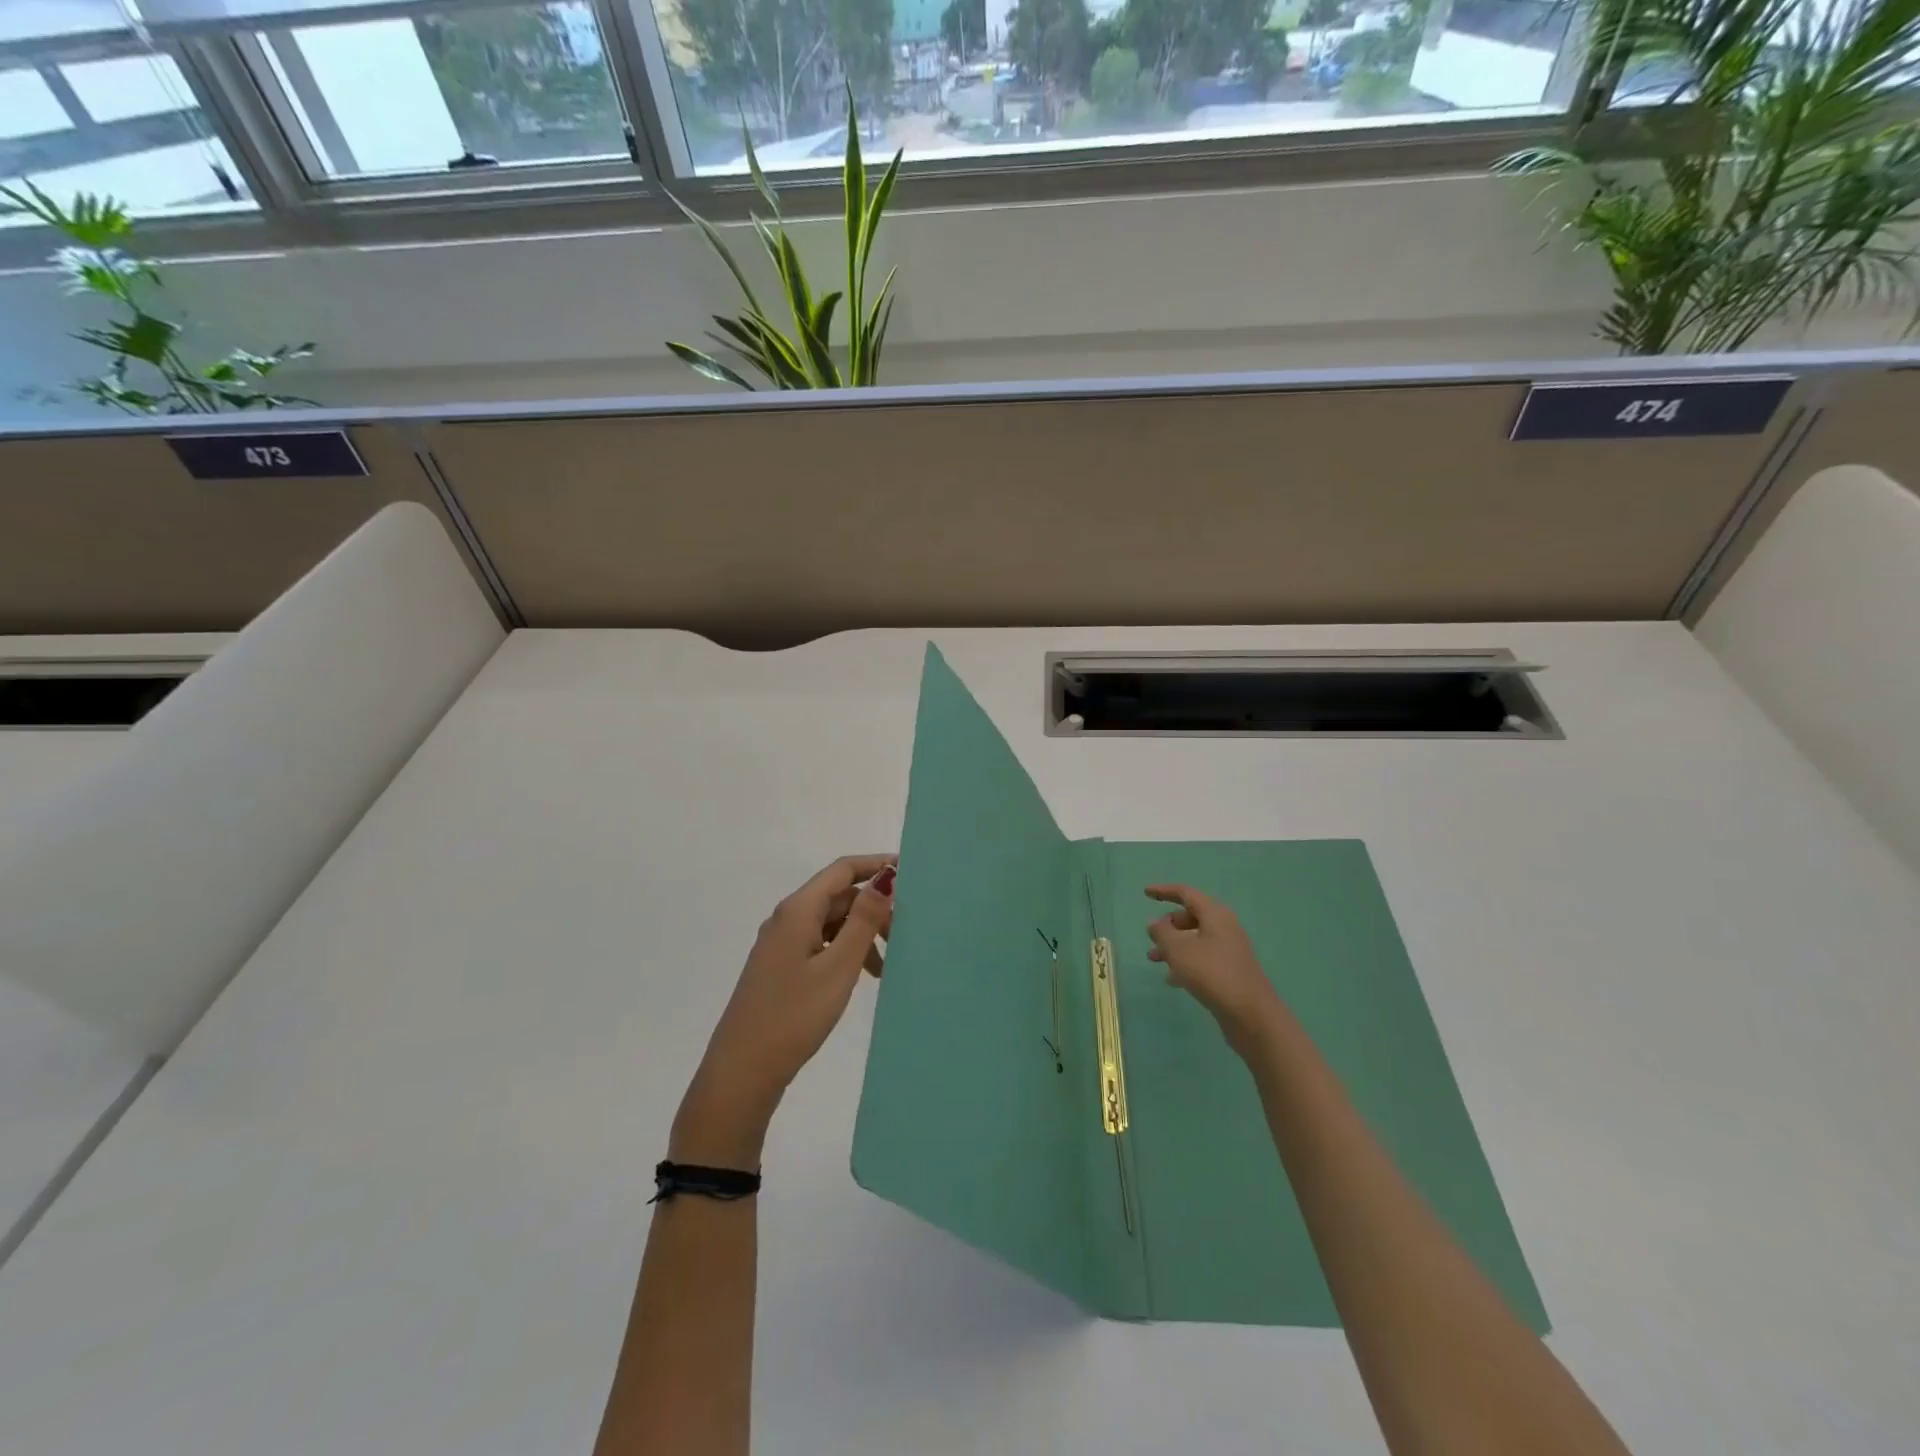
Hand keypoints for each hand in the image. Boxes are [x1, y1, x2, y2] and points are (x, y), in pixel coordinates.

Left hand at [673, 855, 895, 1166]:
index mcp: (797, 910)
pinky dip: (846, 952)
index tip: (911, 873)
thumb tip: (886, 877)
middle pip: (838, 896)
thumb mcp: (838, 967)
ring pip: (831, 923)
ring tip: (887, 966)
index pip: (843, 870)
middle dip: (874, 908)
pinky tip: (862, 976)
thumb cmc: (794, 1016)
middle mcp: (787, 918)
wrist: (742, 1072)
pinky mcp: (781, 968)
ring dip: (862, 934)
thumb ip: (863, 920)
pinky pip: (821, 944)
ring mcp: (781, 944)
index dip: (876, 865)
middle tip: (906, 933)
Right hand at [1146, 884, 1285, 1054]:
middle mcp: (1225, 928)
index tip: (1145, 893)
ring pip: (1196, 940)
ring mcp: (1230, 951)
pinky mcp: (1231, 972)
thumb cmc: (1212, 974)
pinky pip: (1203, 958)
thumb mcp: (1178, 950)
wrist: (1251, 1015)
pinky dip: (1185, 962)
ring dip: (1173, 946)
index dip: (1164, 891)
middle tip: (1152, 936)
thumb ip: (1162, 932)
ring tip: (1153, 959)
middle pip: (1192, 916)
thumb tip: (1156, 922)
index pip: (1187, 893)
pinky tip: (1172, 980)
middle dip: (1169, 924)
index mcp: (1215, 915)